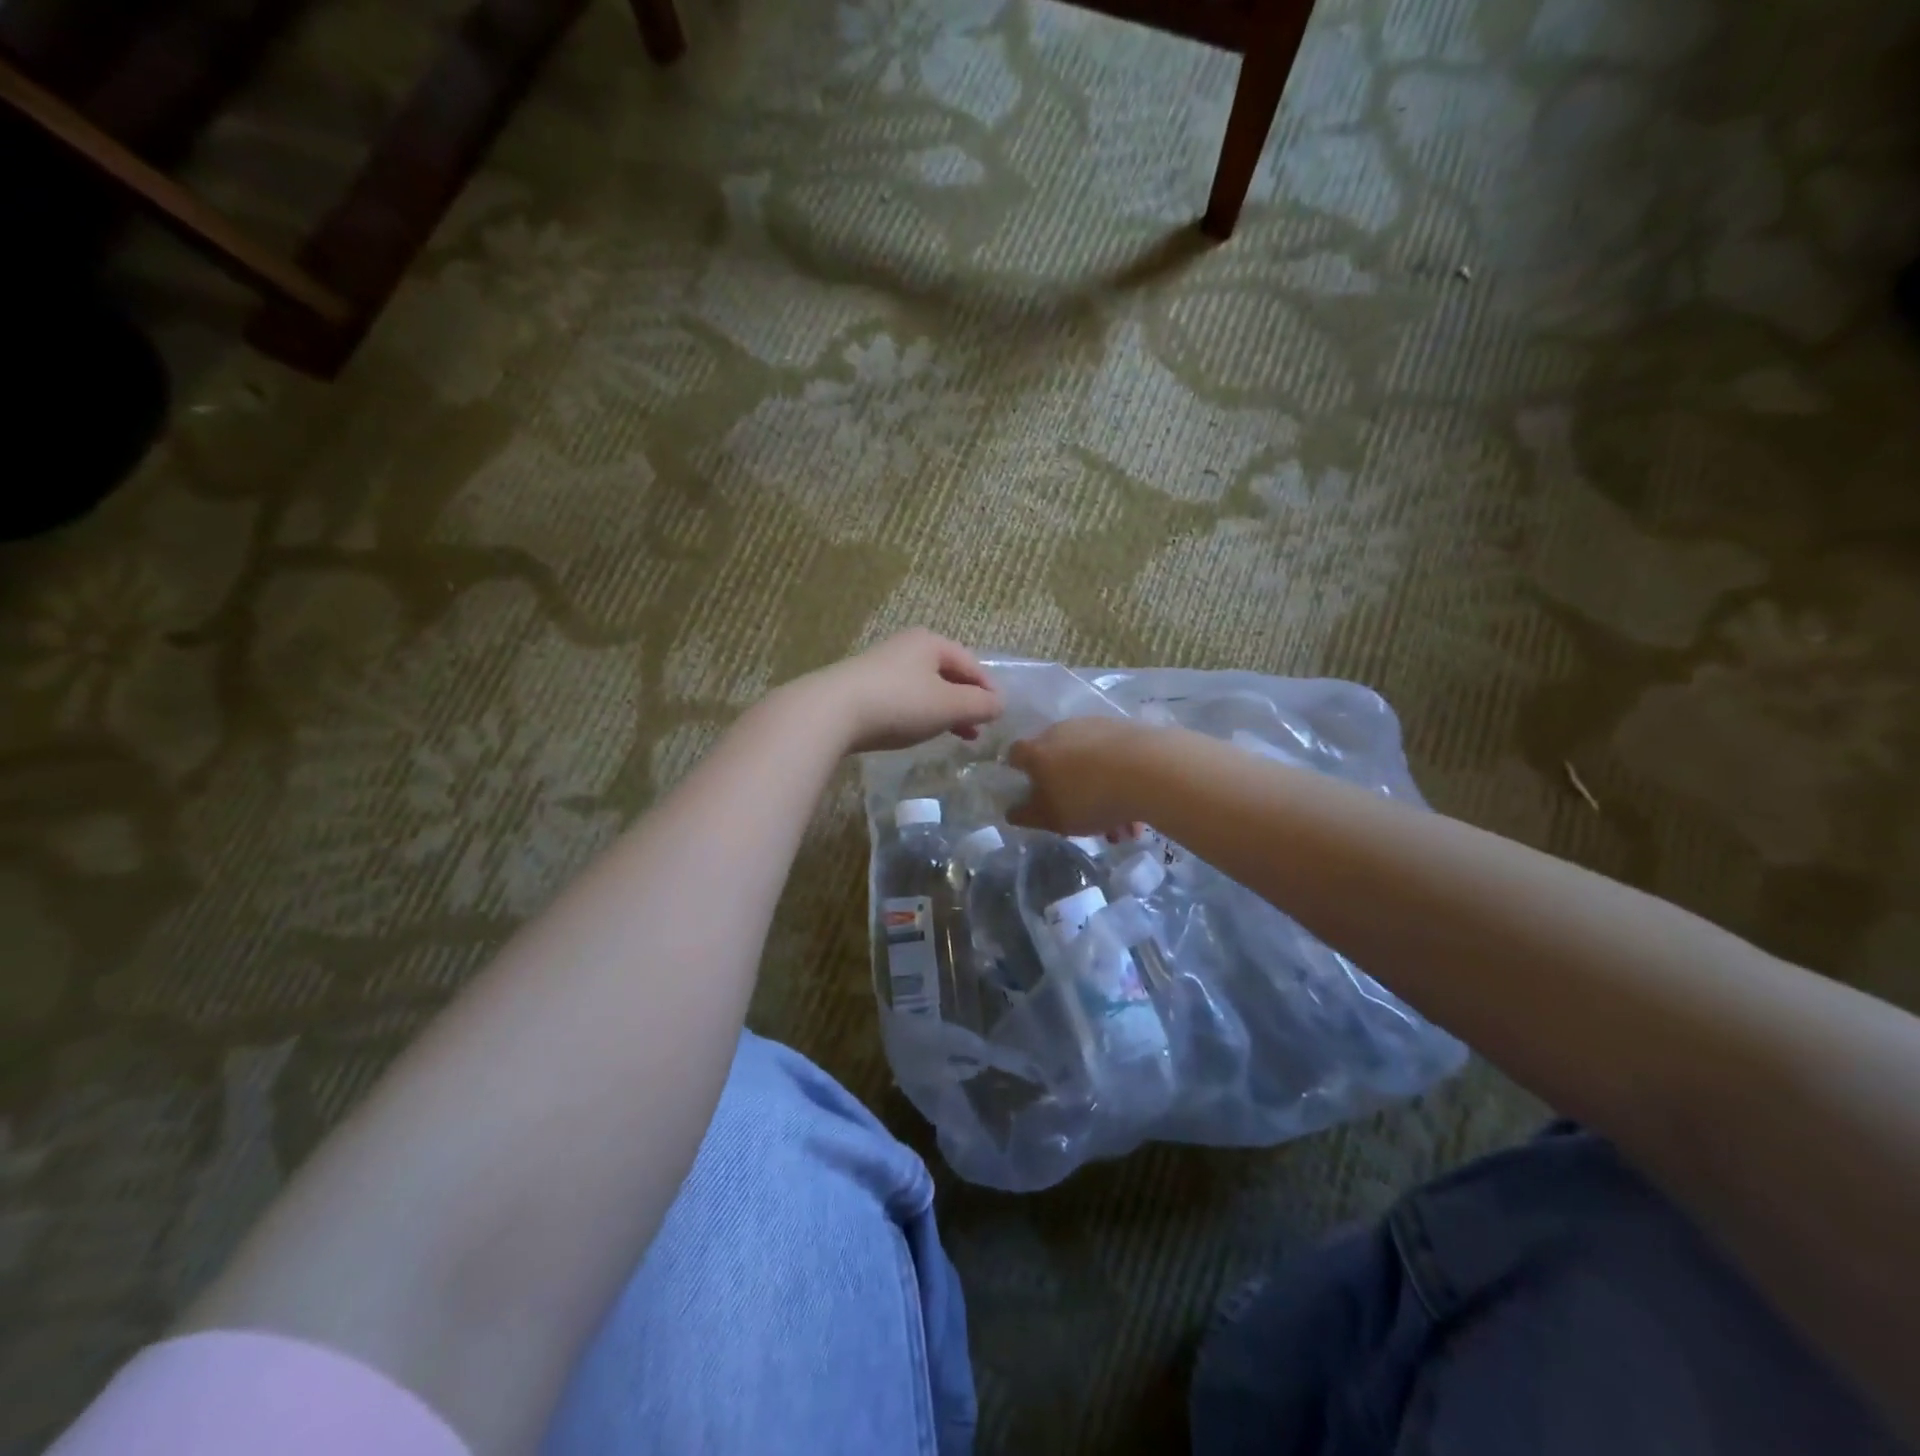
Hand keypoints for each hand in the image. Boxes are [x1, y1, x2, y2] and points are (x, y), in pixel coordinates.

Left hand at [811, 629, 1002, 754]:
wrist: (831, 712)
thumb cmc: (899, 703)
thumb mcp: (948, 706)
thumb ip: (980, 705)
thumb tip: (1000, 703)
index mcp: (931, 642)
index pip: (972, 664)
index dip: (989, 690)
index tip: (999, 716)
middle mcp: (907, 647)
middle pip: (948, 674)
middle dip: (966, 701)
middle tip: (980, 728)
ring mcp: (882, 666)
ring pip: (926, 688)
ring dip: (945, 710)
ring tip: (956, 735)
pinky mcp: (864, 687)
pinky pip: (904, 698)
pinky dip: (919, 713)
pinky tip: (919, 731)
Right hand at [1007, 717, 1152, 835]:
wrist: (1150, 769)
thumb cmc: (1088, 797)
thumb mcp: (1051, 818)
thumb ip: (1027, 815)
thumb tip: (1012, 810)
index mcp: (1037, 751)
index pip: (1016, 754)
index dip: (1019, 772)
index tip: (1031, 792)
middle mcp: (1062, 731)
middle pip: (1058, 761)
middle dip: (1069, 791)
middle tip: (1083, 821)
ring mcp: (1096, 726)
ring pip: (1091, 764)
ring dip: (1101, 794)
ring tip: (1123, 829)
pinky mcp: (1127, 729)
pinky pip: (1117, 760)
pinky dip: (1122, 783)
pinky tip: (1137, 812)